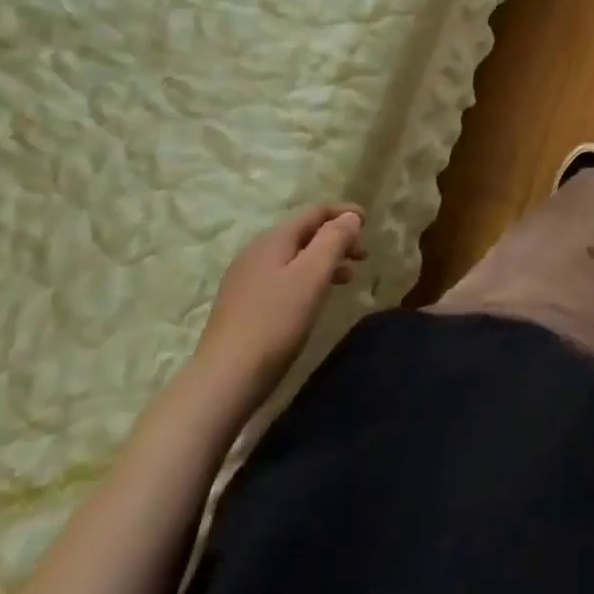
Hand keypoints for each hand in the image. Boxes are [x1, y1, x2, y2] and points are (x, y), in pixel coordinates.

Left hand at [192, 204, 366, 410]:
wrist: (223, 381)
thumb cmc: (275, 322)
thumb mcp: (312, 276)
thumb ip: (334, 239)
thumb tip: (350, 216)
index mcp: (273, 240)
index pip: (314, 212)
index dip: (343, 213)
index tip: (369, 223)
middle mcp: (256, 253)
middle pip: (304, 233)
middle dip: (336, 239)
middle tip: (363, 257)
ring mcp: (245, 281)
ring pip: (294, 258)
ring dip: (324, 261)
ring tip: (346, 280)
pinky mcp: (241, 307)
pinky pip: (283, 278)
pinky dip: (307, 279)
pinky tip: (313, 300)